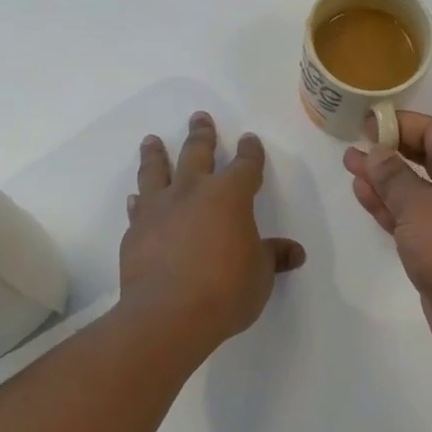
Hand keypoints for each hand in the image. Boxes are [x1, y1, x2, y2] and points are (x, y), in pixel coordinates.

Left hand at [121, 111, 305, 344]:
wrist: (168, 314)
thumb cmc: (225, 290)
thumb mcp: (260, 275)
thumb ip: (274, 257)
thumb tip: (295, 252)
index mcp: (230, 196)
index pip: (245, 165)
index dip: (250, 152)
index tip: (249, 140)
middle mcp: (193, 191)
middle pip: (197, 153)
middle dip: (201, 134)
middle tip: (199, 117)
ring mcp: (160, 208)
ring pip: (156, 170)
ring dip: (156, 154)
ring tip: (152, 140)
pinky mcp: (136, 231)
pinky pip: (138, 207)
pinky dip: (139, 200)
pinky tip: (136, 197)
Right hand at [342, 111, 431, 362]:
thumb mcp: (419, 206)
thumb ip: (393, 176)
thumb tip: (376, 152)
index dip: (400, 124)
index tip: (367, 122)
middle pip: (424, 158)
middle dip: (388, 151)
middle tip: (353, 142)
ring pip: (414, 188)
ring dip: (383, 178)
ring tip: (350, 163)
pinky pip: (411, 215)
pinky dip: (388, 205)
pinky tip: (363, 192)